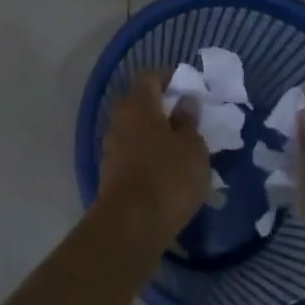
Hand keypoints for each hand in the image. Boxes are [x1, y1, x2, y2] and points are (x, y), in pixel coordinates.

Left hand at [97, 73, 210, 241]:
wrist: (130, 226)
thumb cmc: (168, 177)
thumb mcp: (192, 147)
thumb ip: (189, 121)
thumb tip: (185, 102)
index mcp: (138, 104)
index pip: (151, 77)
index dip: (170, 78)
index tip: (188, 88)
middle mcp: (120, 119)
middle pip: (141, 103)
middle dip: (164, 108)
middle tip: (189, 119)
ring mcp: (112, 147)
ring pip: (137, 130)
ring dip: (156, 134)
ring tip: (182, 149)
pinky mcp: (111, 173)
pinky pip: (133, 153)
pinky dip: (149, 155)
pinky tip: (168, 172)